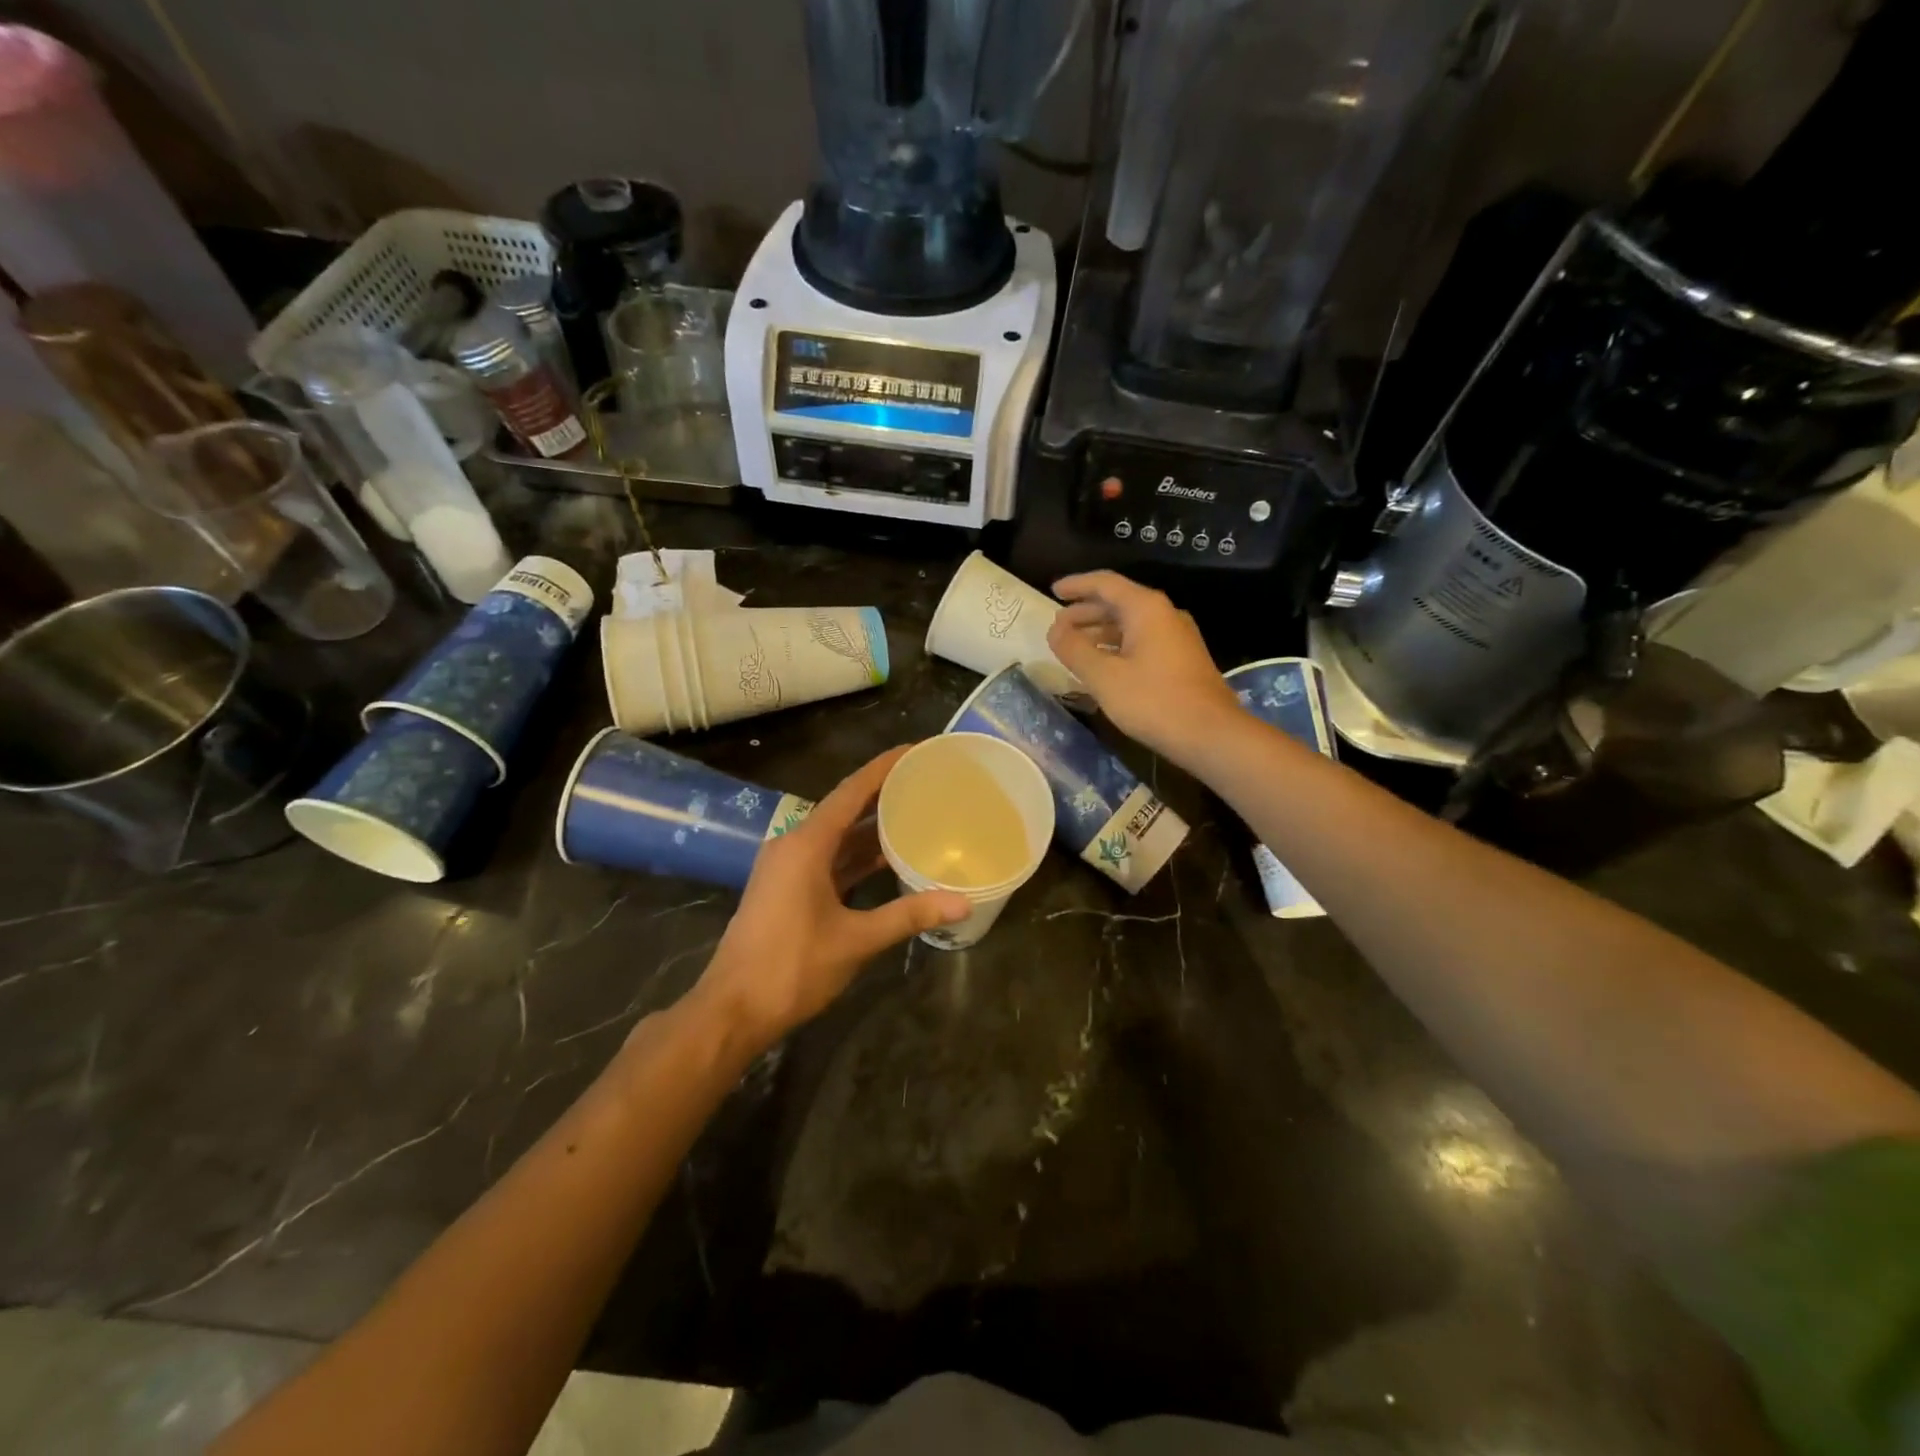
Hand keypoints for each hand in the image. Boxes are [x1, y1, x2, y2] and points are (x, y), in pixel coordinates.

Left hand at [687, 747, 968, 1049]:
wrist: (732, 1010)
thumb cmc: (792, 967)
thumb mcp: (856, 940)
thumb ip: (909, 915)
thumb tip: (962, 902)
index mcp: (806, 844)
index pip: (851, 792)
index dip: (884, 768)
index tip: (915, 749)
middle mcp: (794, 845)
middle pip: (844, 809)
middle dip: (883, 795)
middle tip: (925, 781)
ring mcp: (787, 868)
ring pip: (836, 838)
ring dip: (870, 828)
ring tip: (915, 814)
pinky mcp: (786, 890)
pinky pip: (828, 860)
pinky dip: (855, 857)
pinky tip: (886, 859)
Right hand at [1047, 571, 1241, 761]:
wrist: (1211, 734)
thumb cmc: (1154, 701)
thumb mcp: (1104, 677)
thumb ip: (1074, 650)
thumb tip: (1054, 630)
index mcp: (1146, 609)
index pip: (1105, 583)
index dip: (1076, 585)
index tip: (1052, 591)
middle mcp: (1164, 614)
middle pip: (1118, 602)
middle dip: (1085, 612)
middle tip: (1058, 626)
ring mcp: (1176, 637)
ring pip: (1130, 624)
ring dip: (1100, 631)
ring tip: (1074, 646)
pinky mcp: (1181, 659)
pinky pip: (1141, 641)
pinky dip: (1116, 646)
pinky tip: (1102, 665)